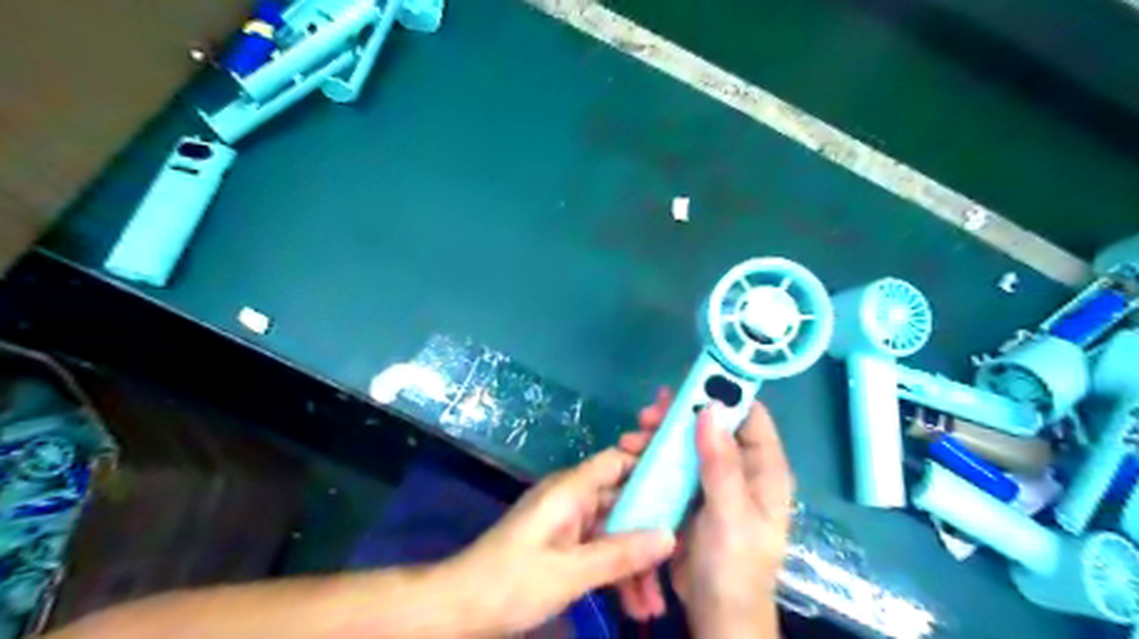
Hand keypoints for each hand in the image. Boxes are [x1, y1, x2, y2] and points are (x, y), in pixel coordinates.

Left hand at [443, 447, 672, 636]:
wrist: (459, 608)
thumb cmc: (511, 582)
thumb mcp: (570, 572)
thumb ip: (620, 554)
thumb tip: (670, 536)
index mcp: (570, 490)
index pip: (617, 460)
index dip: (649, 464)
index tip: (683, 483)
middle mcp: (572, 498)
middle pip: (622, 503)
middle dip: (649, 535)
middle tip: (678, 564)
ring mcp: (567, 523)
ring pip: (613, 532)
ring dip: (634, 564)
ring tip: (654, 607)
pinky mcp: (562, 545)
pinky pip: (598, 550)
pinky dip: (615, 573)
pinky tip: (633, 605)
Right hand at [613, 395, 792, 632]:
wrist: (716, 612)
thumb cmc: (735, 565)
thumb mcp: (731, 514)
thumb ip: (721, 463)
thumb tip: (710, 408)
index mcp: (764, 469)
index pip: (751, 417)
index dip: (725, 395)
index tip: (691, 383)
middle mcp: (741, 468)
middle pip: (712, 425)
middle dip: (681, 414)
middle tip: (651, 411)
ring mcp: (713, 479)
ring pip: (688, 442)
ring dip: (662, 433)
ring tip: (635, 433)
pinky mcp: (691, 492)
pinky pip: (673, 463)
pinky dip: (654, 453)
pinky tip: (633, 451)